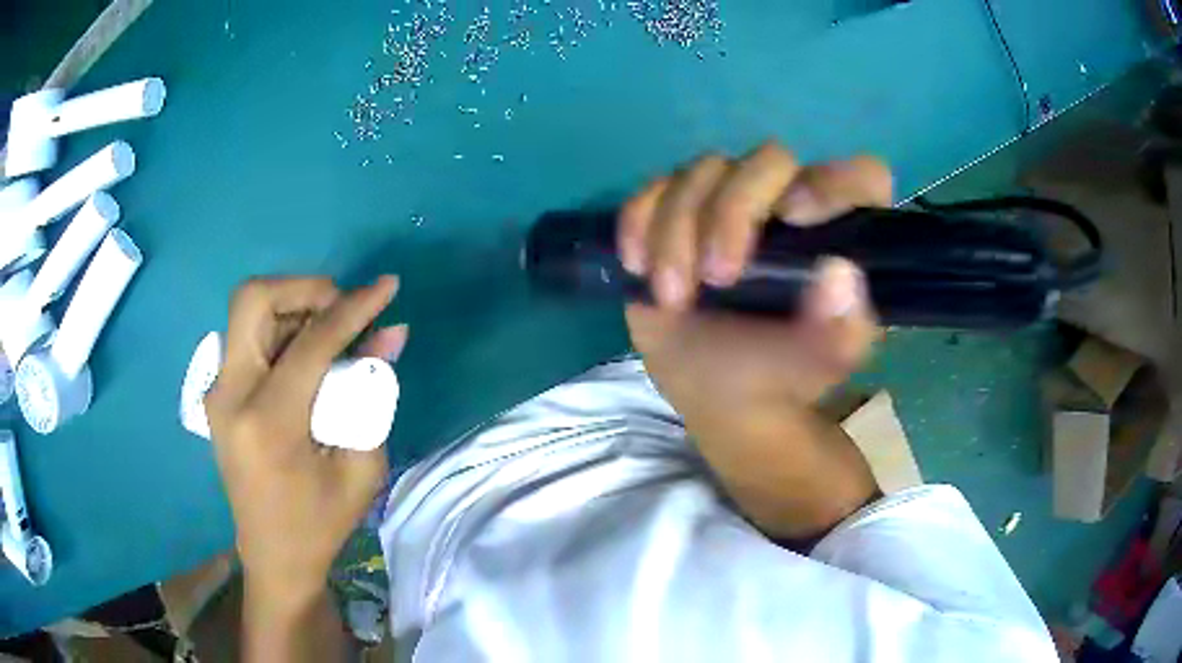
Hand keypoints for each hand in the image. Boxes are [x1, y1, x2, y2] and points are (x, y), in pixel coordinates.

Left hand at [205, 276, 408, 606]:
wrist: (273, 555)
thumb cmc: (321, 522)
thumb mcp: (361, 467)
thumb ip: (372, 394)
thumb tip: (390, 335)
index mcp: (268, 422)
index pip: (311, 342)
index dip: (353, 308)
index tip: (387, 287)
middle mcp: (230, 395)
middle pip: (253, 298)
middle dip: (304, 289)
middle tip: (341, 312)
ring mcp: (218, 392)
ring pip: (248, 310)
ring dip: (293, 306)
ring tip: (330, 334)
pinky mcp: (218, 393)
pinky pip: (247, 335)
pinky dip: (280, 328)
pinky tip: (307, 355)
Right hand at [620, 142, 891, 409]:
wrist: (717, 393)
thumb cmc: (780, 374)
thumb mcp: (818, 366)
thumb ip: (841, 332)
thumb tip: (839, 275)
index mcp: (838, 232)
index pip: (860, 176)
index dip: (834, 183)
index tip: (796, 218)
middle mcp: (789, 201)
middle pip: (768, 160)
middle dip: (733, 211)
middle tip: (717, 277)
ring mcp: (728, 200)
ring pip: (703, 171)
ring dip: (677, 229)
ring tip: (672, 296)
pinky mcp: (676, 211)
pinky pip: (653, 189)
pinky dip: (639, 222)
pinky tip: (639, 267)